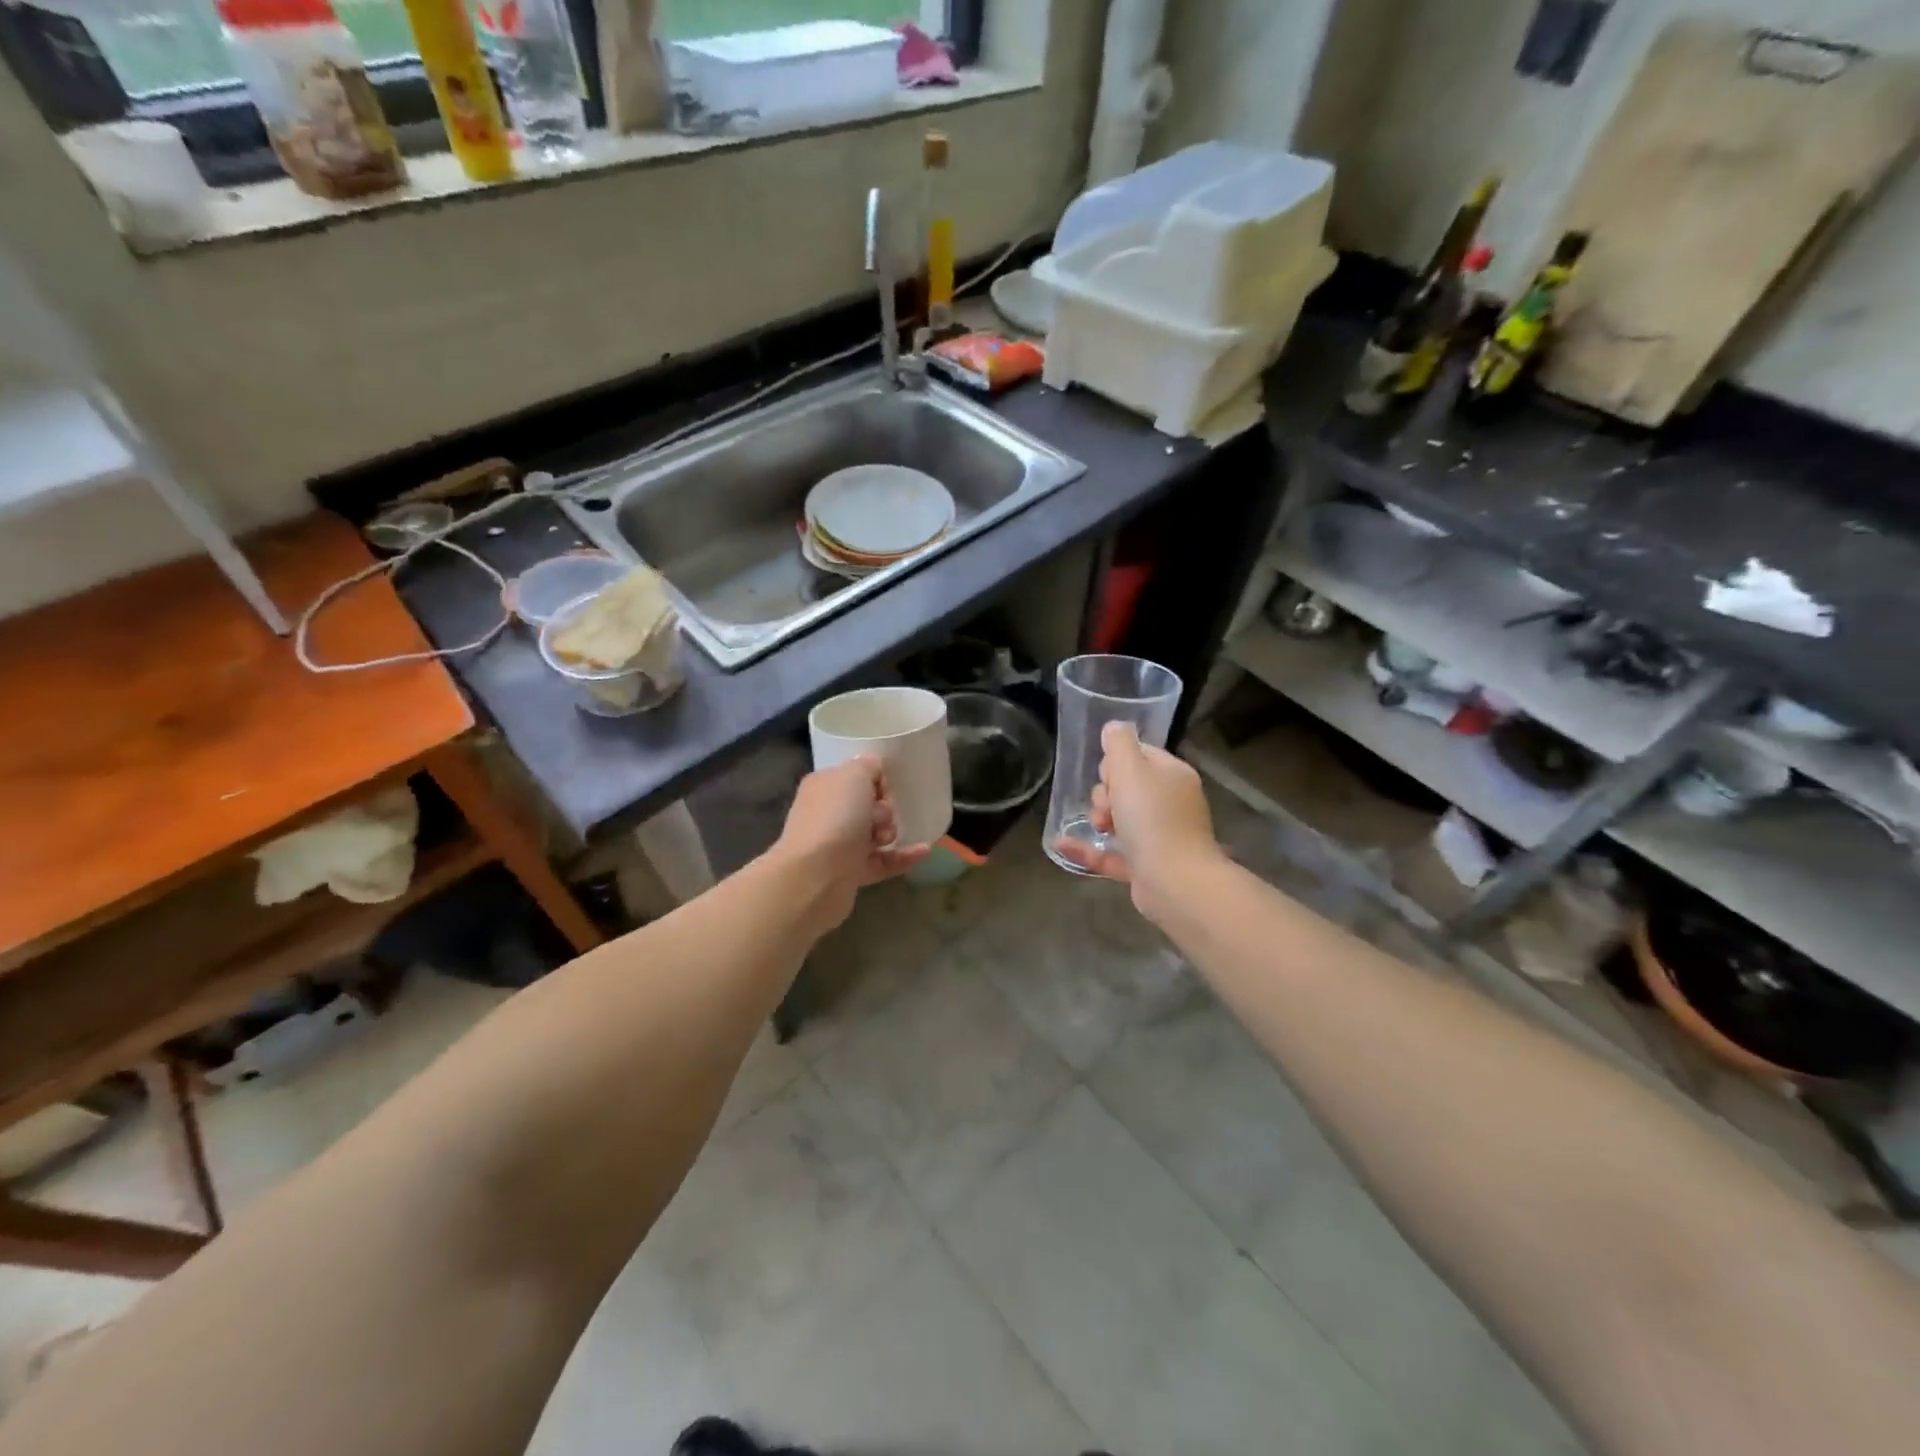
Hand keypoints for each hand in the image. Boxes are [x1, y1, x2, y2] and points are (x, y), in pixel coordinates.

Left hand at [772, 757, 929, 933]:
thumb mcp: (854, 775)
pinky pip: (884, 861)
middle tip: (880, 815)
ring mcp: (838, 845)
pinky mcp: (851, 873)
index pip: (854, 776)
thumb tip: (873, 769)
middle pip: (867, 805)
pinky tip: (924, 851)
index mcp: (823, 786)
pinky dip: (903, 856)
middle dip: (884, 808)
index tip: (884, 788)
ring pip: (875, 833)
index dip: (875, 780)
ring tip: (887, 837)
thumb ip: (867, 766)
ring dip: (891, 831)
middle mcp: (827, 814)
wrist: (817, 875)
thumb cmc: (835, 816)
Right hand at [1054, 721, 1220, 919]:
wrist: (1174, 881)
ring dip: (1098, 818)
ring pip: (1118, 819)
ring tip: (1099, 826)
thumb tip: (1113, 727)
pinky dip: (1088, 848)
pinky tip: (1061, 844)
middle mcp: (1170, 803)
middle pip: (1126, 786)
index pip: (1140, 755)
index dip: (1116, 761)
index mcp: (1172, 775)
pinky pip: (1110, 852)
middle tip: (1107, 804)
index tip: (1108, 773)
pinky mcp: (1145, 866)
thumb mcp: (1131, 769)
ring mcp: (1159, 837)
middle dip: (1106, 792)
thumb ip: (1119, 744)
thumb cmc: (1152, 818)